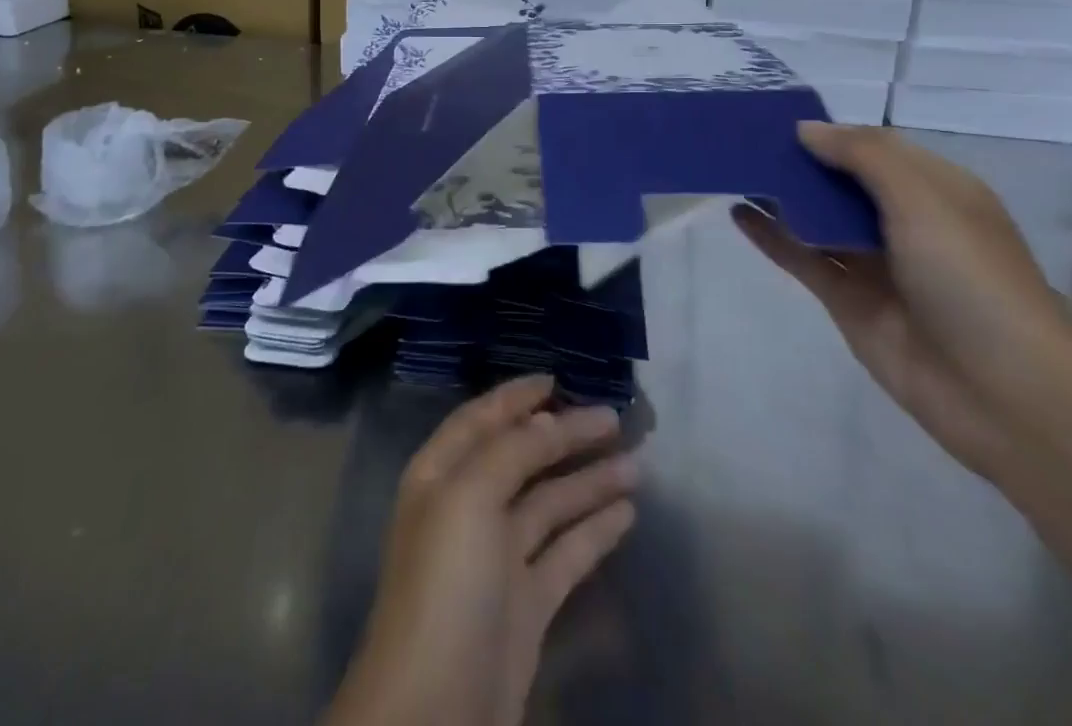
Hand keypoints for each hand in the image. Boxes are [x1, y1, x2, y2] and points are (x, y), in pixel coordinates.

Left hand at [325, 376, 637, 725]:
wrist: (434, 714)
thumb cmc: (445, 583)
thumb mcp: (469, 497)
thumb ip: (511, 451)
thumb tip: (548, 420)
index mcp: (440, 476)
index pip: (481, 419)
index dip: (516, 397)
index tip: (557, 378)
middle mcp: (467, 509)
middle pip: (522, 458)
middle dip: (564, 435)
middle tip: (614, 417)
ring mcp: (497, 560)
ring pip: (550, 504)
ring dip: (589, 481)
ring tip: (637, 463)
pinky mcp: (527, 606)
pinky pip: (565, 553)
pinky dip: (594, 530)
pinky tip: (627, 513)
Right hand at [732, 121, 1071, 479]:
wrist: (1005, 393)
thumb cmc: (970, 276)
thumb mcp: (923, 197)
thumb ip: (862, 155)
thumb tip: (805, 129)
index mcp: (934, 189)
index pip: (873, 147)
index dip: (830, 132)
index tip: (777, 116)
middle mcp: (904, 221)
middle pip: (841, 181)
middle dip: (798, 161)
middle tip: (742, 139)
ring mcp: (874, 263)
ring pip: (818, 217)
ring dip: (781, 195)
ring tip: (733, 169)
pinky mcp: (848, 301)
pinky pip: (803, 258)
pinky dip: (771, 236)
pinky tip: (738, 214)